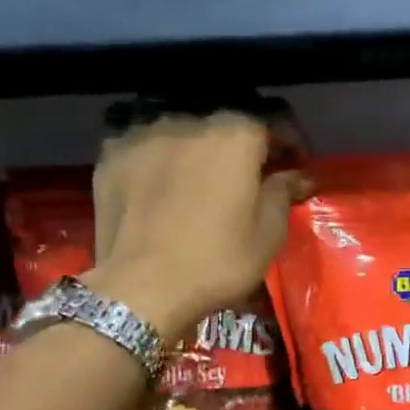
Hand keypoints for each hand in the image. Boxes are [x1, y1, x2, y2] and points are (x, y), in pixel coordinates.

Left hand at [83, 112, 307, 340]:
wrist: (142, 287)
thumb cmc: (217, 261)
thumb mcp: (268, 234)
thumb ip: (283, 193)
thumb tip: (298, 175)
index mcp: (234, 137)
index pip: (272, 121)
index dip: (290, 141)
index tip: (297, 164)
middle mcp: (188, 122)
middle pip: (225, 124)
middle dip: (244, 145)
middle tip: (252, 174)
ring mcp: (143, 135)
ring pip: (183, 131)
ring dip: (200, 148)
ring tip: (204, 177)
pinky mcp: (111, 155)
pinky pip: (147, 146)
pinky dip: (162, 158)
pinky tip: (165, 182)